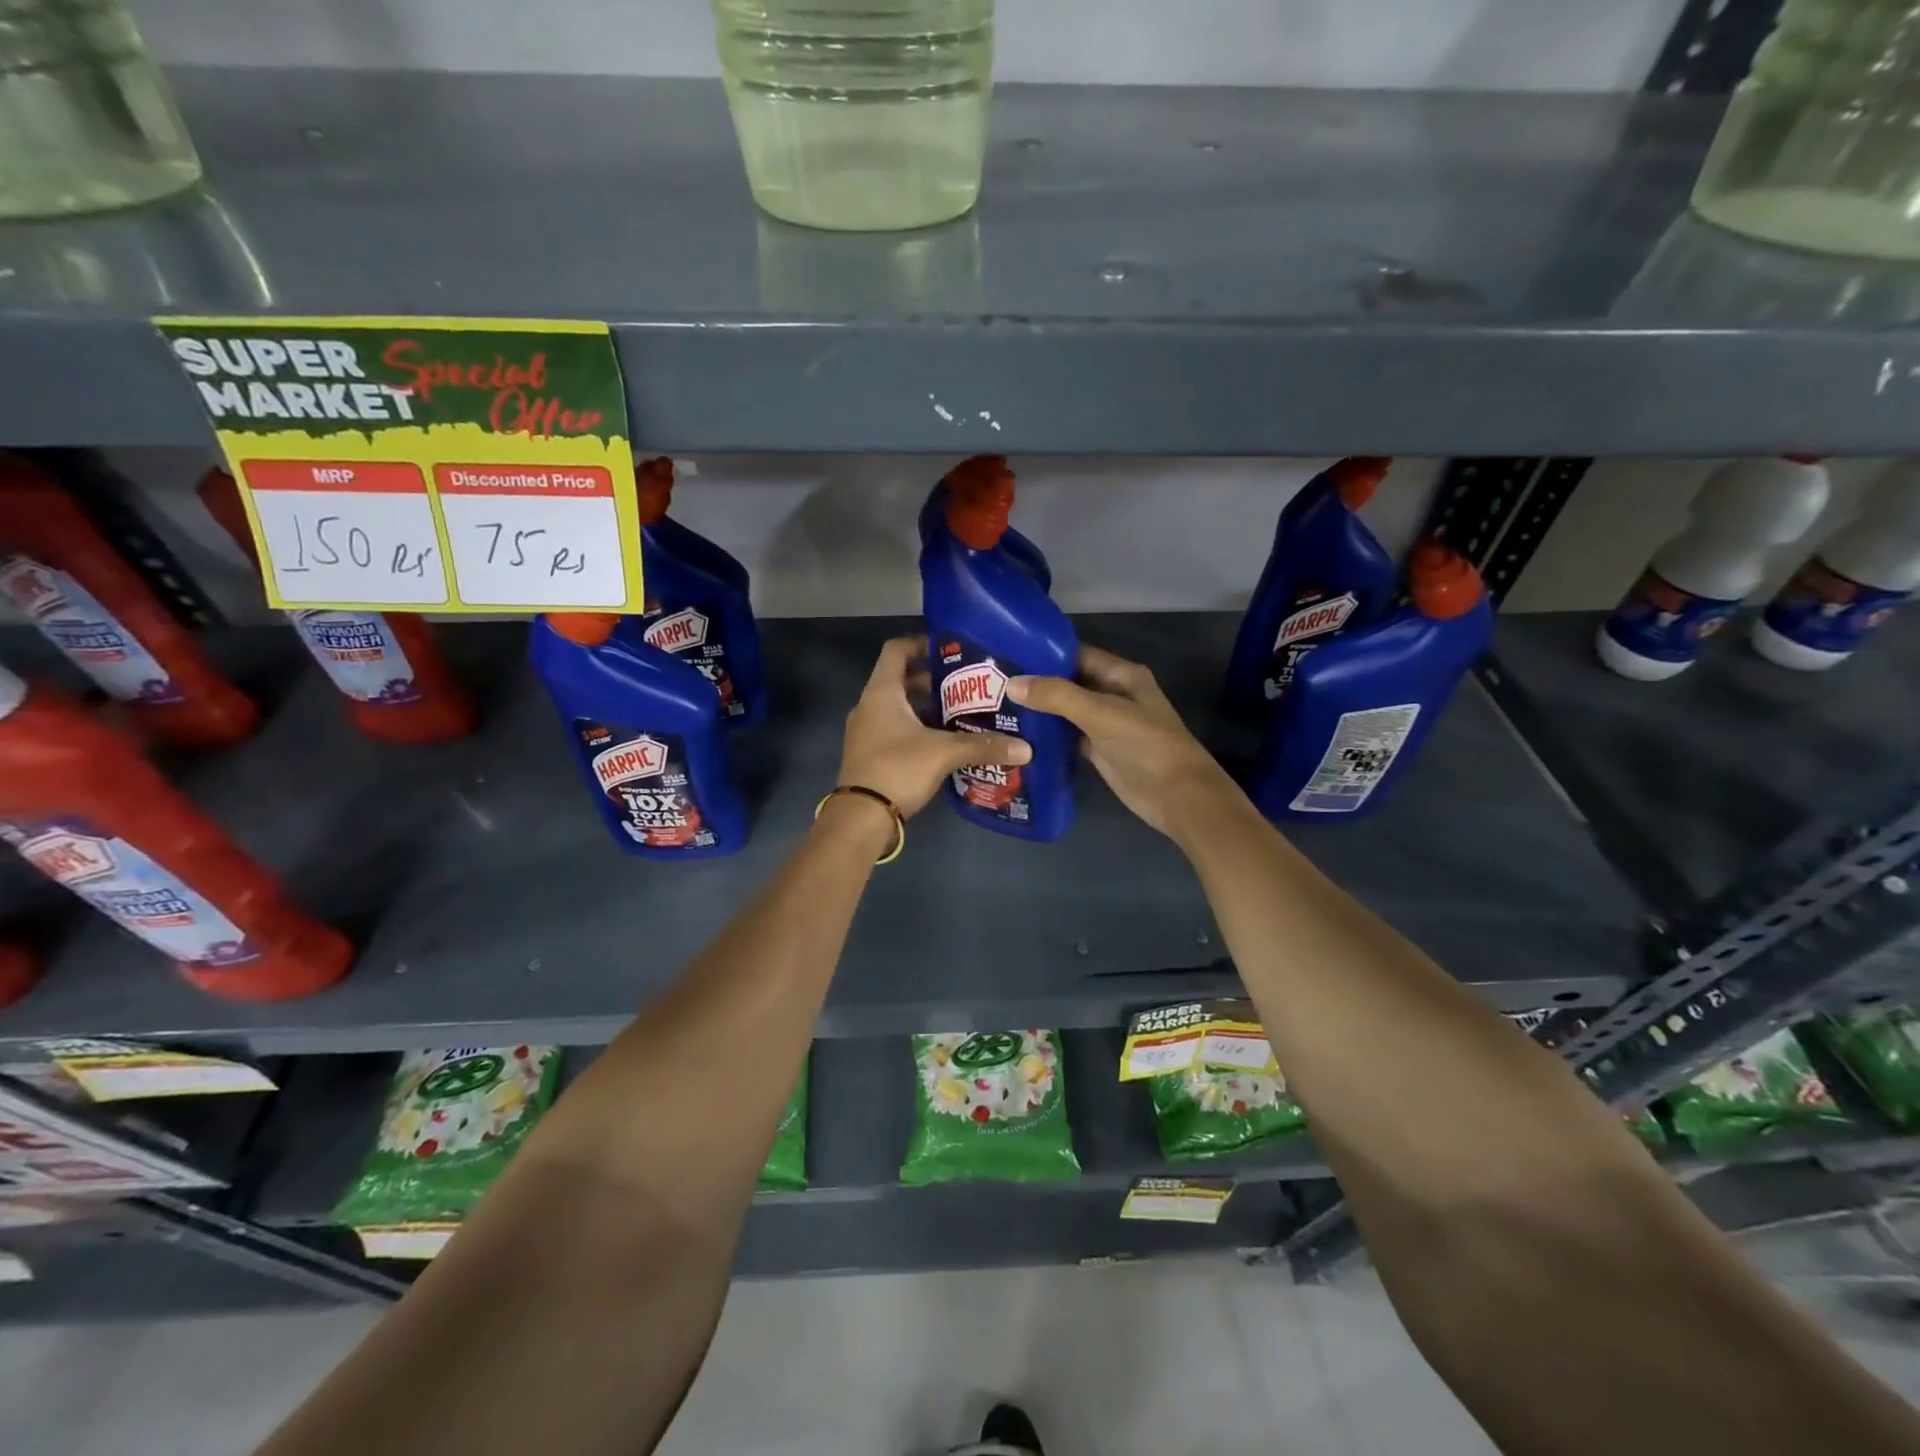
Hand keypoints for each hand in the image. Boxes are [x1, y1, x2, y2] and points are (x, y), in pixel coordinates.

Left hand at [837, 636, 1031, 818]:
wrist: (861, 818)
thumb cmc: (898, 769)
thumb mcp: (944, 752)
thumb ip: (983, 745)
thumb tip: (1026, 748)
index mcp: (881, 692)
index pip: (896, 650)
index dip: (921, 643)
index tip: (950, 648)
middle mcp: (869, 706)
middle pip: (900, 679)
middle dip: (932, 680)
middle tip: (966, 685)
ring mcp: (866, 731)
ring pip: (899, 707)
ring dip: (926, 707)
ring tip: (961, 713)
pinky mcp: (871, 754)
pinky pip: (896, 730)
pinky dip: (918, 729)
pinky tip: (945, 742)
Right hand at [1008, 645, 1242, 841]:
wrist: (1177, 796)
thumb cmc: (1146, 745)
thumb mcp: (1101, 714)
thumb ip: (1057, 696)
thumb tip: (1012, 683)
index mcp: (1121, 675)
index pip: (1077, 654)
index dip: (1044, 652)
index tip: (1007, 652)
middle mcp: (1113, 694)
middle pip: (1069, 681)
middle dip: (1036, 681)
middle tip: (993, 680)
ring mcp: (1105, 723)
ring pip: (1066, 709)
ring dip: (1039, 708)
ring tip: (997, 704)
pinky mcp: (1098, 749)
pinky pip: (1067, 735)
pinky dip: (1047, 734)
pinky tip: (1017, 733)